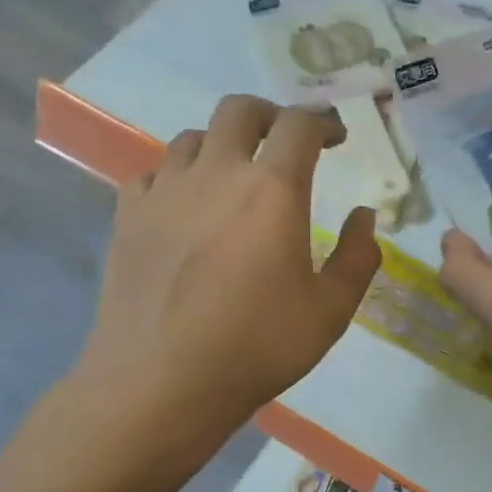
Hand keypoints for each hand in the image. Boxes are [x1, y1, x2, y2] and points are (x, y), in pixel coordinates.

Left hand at [71, 96, 379, 450]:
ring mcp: (164, 191)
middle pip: (239, 111)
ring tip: (234, 177)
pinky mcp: (127, 216)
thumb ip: (356, 258)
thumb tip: (364, 217)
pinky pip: (153, 173)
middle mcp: (215, 173)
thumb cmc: (257, 347)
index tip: (335, 137)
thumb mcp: (330, 312)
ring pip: (192, 138)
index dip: (323, 122)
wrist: (162, 381)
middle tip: (285, 142)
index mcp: (271, 190)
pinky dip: (177, 176)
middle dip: (269, 116)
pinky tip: (184, 206)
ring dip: (221, 145)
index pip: (299, 126)